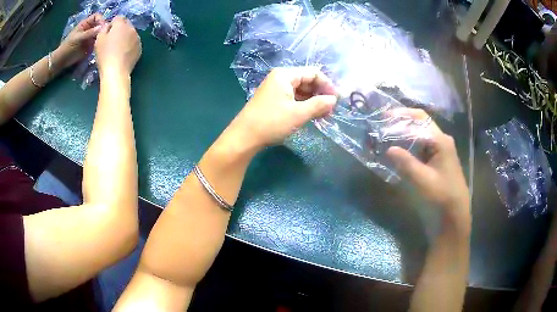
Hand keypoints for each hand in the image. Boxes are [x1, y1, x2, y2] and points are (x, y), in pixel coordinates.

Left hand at [56, 13, 105, 68]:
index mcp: (86, 24)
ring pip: (100, 33)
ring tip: (103, 41)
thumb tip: (101, 27)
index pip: (97, 17)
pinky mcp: (91, 46)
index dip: (101, 19)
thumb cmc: (68, 47)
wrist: (62, 60)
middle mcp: (90, 29)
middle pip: (100, 24)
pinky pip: (98, 42)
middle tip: (106, 34)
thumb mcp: (78, 38)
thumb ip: (89, 33)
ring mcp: (91, 37)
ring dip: (102, 36)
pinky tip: (101, 46)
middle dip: (103, 28)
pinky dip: (101, 43)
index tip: (103, 26)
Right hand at [95, 16, 141, 75]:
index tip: (107, 34)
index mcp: (121, 25)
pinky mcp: (140, 48)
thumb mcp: (99, 40)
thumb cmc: (105, 55)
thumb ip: (104, 29)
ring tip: (117, 49)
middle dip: (119, 30)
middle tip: (112, 42)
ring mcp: (137, 38)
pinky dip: (129, 46)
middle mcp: (132, 28)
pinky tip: (123, 55)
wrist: (116, 71)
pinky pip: (134, 43)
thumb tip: (108, 26)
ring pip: (130, 34)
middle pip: (126, 25)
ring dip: (125, 38)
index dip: (112, 25)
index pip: (118, 18)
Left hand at [228, 67, 337, 150]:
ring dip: (313, 101)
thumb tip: (334, 100)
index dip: (327, 84)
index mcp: (285, 75)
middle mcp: (280, 78)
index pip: (313, 73)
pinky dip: (303, 105)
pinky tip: (311, 115)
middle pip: (307, 81)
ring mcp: (275, 89)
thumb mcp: (298, 113)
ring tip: (323, 115)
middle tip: (331, 110)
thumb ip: (318, 105)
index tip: (337, 99)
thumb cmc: (271, 122)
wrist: (244, 137)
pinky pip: (293, 98)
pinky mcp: (273, 100)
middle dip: (320, 93)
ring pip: (300, 91)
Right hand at [386, 109, 469, 224]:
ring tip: (385, 140)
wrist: (453, 219)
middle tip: (382, 129)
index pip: (420, 119)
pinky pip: (420, 151)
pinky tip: (396, 155)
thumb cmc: (441, 198)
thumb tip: (388, 149)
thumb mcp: (422, 180)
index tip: (384, 119)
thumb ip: (405, 162)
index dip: (402, 116)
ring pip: (418, 138)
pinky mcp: (436, 164)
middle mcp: (441, 142)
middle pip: (419, 125)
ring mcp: (439, 153)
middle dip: (401, 125)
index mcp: (441, 141)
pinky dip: (407, 150)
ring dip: (403, 138)